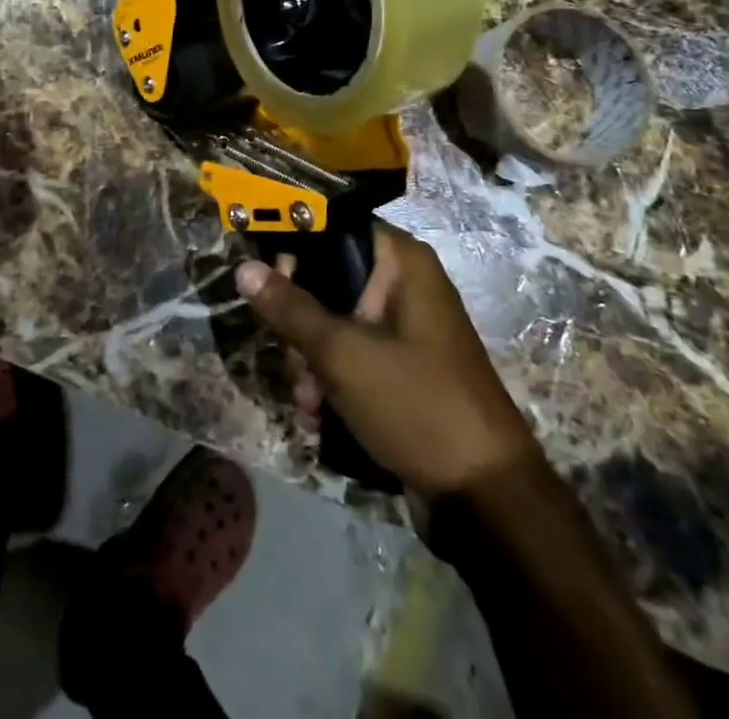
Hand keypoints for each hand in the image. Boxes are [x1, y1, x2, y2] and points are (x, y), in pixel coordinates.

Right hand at [235, 226, 540, 498]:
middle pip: (330, 280)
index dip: (298, 249)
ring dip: (311, 361)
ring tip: (308, 400)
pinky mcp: (402, 370)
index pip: (336, 229)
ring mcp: (406, 331)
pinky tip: (319, 416)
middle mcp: (406, 286)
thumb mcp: (344, 354)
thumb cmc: (415, 404)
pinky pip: (353, 357)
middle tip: (294, 359)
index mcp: (403, 263)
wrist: (484, 499)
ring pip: (336, 324)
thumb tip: (244, 268)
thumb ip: (291, 309)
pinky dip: (332, 382)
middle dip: (302, 325)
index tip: (268, 283)